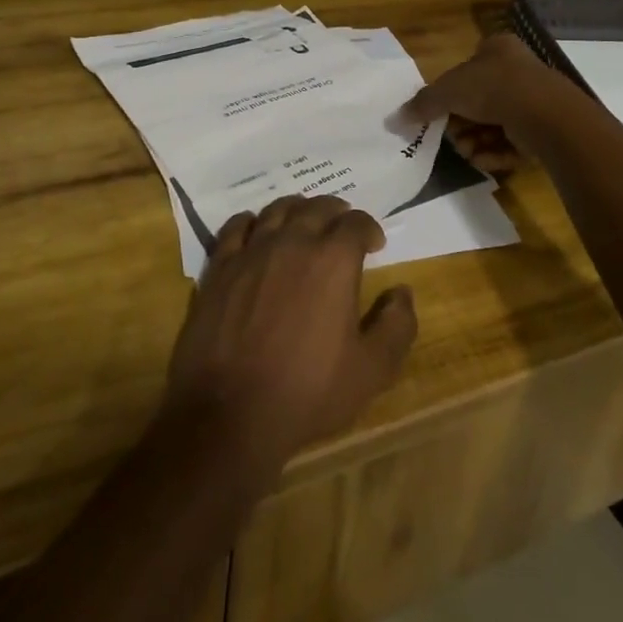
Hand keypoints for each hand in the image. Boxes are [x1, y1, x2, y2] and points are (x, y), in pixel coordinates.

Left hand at [165, 196, 416, 467]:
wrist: (230, 414)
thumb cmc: (307, 392)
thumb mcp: (371, 371)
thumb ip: (396, 326)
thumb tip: (402, 292)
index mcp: (333, 260)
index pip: (356, 223)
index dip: (369, 228)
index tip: (375, 244)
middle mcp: (293, 242)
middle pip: (317, 207)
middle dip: (336, 211)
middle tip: (343, 226)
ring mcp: (252, 251)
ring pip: (277, 209)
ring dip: (297, 209)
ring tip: (304, 222)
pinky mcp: (220, 266)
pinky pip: (236, 226)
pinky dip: (252, 221)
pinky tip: (257, 231)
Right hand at [402, 32, 575, 172]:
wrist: (545, 114)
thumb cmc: (493, 88)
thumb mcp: (448, 90)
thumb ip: (422, 103)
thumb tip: (395, 118)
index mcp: (497, 49)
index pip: (468, 67)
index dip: (451, 93)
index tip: (441, 113)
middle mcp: (518, 71)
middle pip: (479, 101)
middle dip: (463, 125)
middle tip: (454, 138)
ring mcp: (534, 101)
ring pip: (495, 125)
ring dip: (476, 142)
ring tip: (468, 153)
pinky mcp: (545, 130)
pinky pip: (513, 143)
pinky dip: (496, 153)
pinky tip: (485, 161)